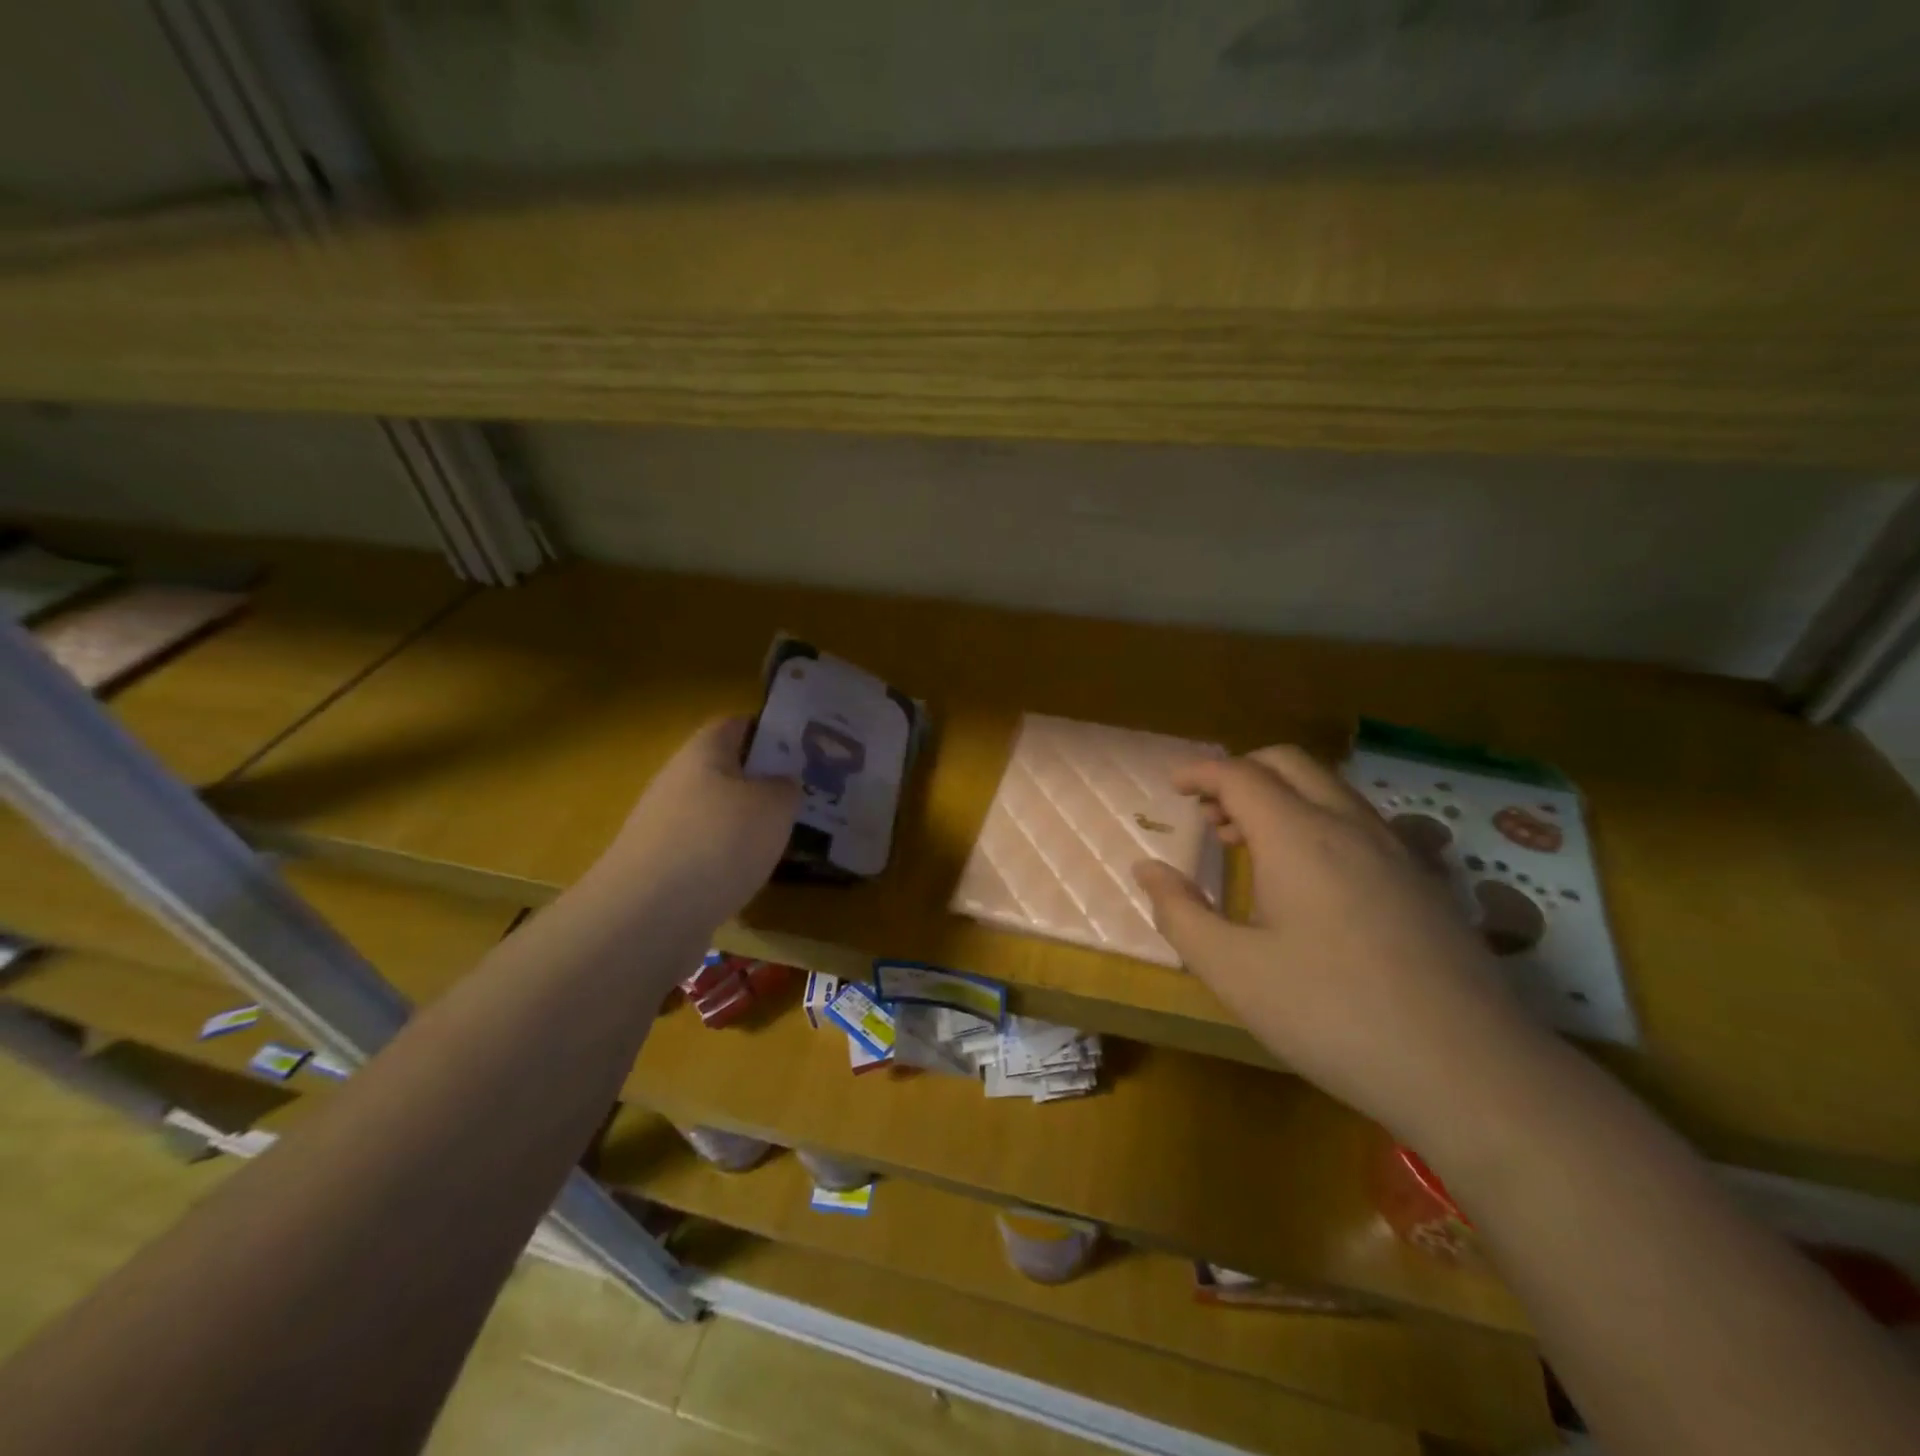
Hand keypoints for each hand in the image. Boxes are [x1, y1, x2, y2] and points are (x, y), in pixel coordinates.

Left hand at [595, 717, 800, 931]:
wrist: (647, 917)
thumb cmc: (718, 842)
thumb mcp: (774, 806)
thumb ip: (787, 787)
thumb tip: (782, 785)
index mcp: (703, 752)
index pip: (738, 725)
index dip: (771, 731)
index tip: (805, 749)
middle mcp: (679, 782)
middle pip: (727, 771)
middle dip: (764, 783)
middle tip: (804, 798)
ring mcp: (665, 827)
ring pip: (718, 814)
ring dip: (749, 825)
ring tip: (787, 840)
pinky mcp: (662, 869)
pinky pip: (706, 852)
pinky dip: (731, 860)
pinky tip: (754, 876)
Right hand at [1133, 746, 1547, 1144]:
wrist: (1471, 1070)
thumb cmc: (1333, 1015)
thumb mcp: (1234, 971)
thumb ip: (1180, 913)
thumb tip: (1147, 869)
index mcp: (1298, 837)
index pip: (1239, 775)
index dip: (1200, 773)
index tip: (1172, 786)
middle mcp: (1349, 826)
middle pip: (1289, 763)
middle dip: (1241, 771)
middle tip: (1209, 811)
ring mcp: (1396, 850)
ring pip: (1329, 788)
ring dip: (1281, 795)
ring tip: (1250, 842)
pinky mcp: (1425, 880)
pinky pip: (1359, 820)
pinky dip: (1318, 819)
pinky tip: (1311, 877)